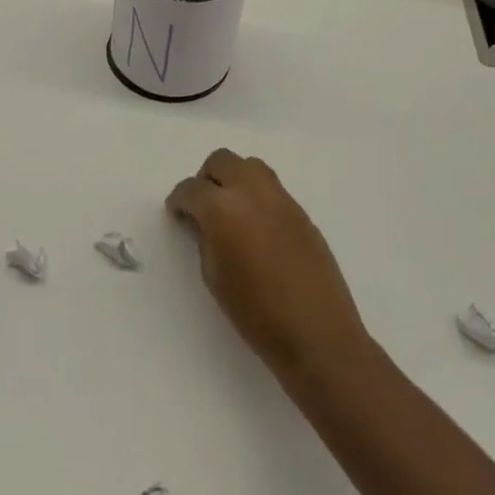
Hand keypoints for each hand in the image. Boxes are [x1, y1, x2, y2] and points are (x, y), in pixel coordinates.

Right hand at [167, 149, 367, 383]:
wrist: (317, 334)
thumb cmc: (256, 313)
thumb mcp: (213, 276)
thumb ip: (205, 238)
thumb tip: (205, 222)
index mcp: (221, 208)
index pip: (191, 189)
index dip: (179, 200)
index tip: (177, 213)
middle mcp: (250, 191)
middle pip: (221, 161)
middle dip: (206, 179)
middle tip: (202, 207)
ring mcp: (280, 198)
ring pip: (249, 166)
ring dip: (234, 179)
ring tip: (231, 211)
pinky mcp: (301, 211)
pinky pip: (271, 188)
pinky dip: (256, 195)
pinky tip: (256, 227)